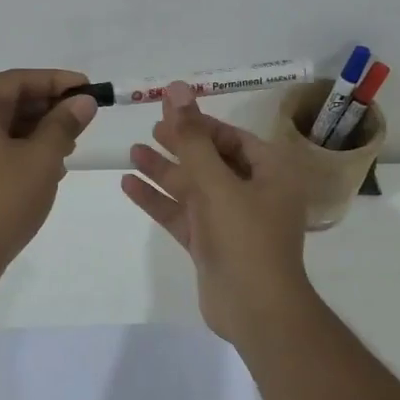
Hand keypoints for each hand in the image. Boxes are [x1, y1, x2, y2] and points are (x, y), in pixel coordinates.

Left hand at [0, 69, 99, 282]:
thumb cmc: (1, 200)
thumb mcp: (41, 158)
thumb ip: (64, 124)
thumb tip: (84, 102)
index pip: (17, 80)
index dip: (57, 82)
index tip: (89, 88)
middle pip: (9, 101)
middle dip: (49, 109)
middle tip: (84, 119)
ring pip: (3, 126)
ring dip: (38, 132)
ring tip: (71, 145)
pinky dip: (21, 150)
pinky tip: (50, 166)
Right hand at [122, 81, 315, 343]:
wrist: (256, 310)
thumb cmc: (246, 238)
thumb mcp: (217, 183)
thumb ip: (192, 138)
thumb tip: (177, 89)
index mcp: (271, 173)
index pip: (234, 138)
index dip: (202, 123)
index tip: (170, 110)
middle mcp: (253, 193)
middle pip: (212, 160)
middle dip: (180, 144)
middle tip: (149, 128)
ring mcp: (231, 221)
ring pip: (194, 188)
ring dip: (165, 170)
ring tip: (132, 151)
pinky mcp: (211, 244)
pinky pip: (182, 214)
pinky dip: (159, 200)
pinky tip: (129, 185)